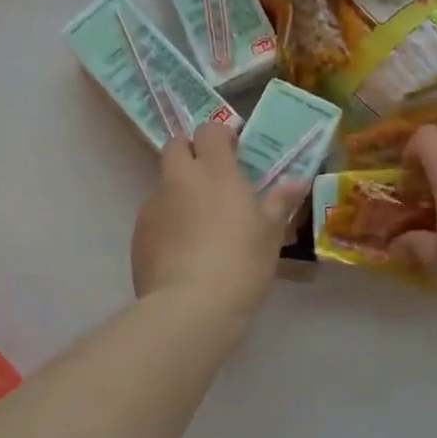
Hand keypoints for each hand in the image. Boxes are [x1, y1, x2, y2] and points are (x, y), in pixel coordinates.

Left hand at [132, 123, 303, 317]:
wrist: (191, 307)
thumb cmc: (241, 263)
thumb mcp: (270, 234)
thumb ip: (280, 203)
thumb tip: (298, 182)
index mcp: (215, 172)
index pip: (209, 130)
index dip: (219, 136)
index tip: (233, 151)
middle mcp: (180, 180)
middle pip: (175, 146)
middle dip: (190, 152)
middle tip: (211, 178)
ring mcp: (154, 206)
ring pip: (164, 184)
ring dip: (179, 193)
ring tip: (199, 227)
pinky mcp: (138, 234)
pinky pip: (154, 217)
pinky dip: (167, 224)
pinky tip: (183, 253)